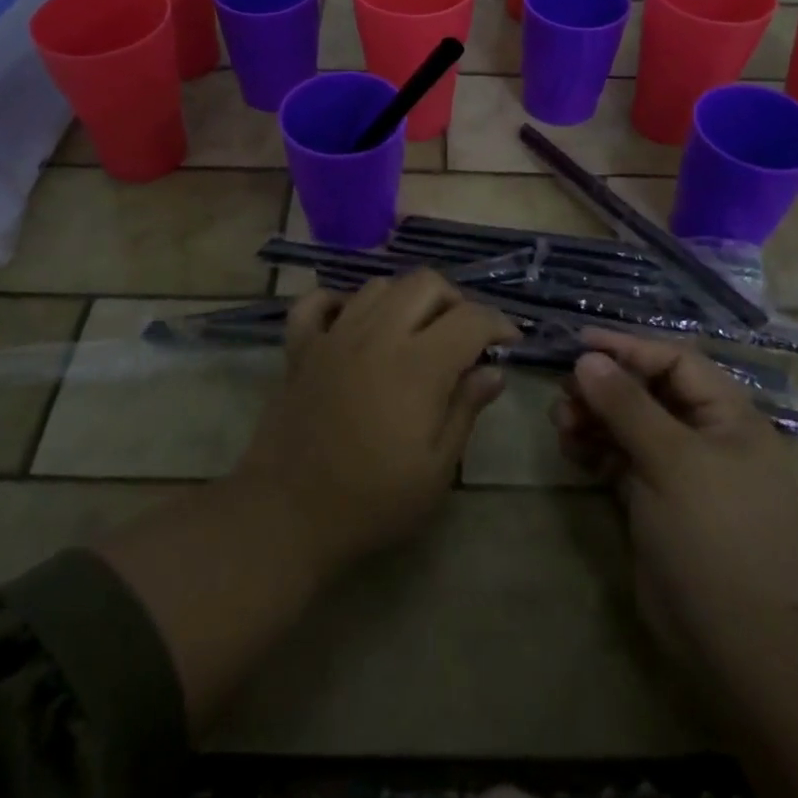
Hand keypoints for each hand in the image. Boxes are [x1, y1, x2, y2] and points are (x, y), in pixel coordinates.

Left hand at [234, 273, 517, 577]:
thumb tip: (492, 372)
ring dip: (404, 299)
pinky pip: (317, 302)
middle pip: (425, 283)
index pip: (470, 318)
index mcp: (418, 365)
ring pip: (378, 286)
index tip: (509, 342)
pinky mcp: (300, 347)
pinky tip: (352, 323)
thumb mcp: (436, 470)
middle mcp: (377, 334)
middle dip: (455, 301)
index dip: (498, 323)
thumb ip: (466, 410)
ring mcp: (334, 335)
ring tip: (414, 331)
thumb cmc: (372, 501)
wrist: (287, 515)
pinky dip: (339, 303)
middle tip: (462, 336)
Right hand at [551, 330, 797, 668]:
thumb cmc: (712, 535)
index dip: (628, 348)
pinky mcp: (658, 500)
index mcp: (730, 418)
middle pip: (649, 392)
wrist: (736, 644)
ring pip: (631, 425)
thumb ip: (626, 404)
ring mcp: (682, 471)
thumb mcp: (670, 460)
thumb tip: (587, 358)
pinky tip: (570, 449)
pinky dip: (596, 450)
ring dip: (594, 418)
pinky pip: (622, 459)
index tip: (580, 343)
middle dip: (605, 387)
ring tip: (561, 423)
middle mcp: (708, 436)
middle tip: (564, 391)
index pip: (675, 362)